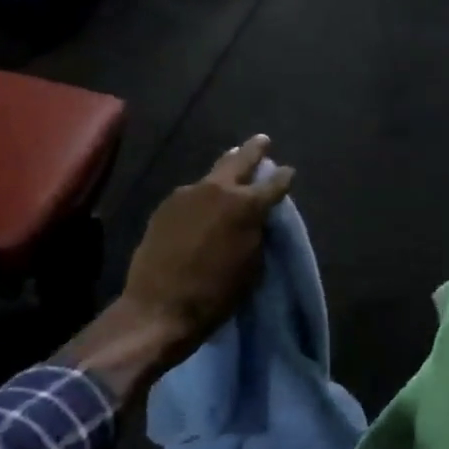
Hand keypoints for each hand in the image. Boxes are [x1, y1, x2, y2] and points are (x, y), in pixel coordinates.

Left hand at [57, 136, 293, 402]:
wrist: (159, 308)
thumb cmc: (216, 294)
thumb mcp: (252, 265)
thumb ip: (256, 233)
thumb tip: (255, 219)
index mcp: (246, 206)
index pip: (274, 184)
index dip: (284, 177)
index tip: (289, 172)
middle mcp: (218, 190)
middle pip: (241, 160)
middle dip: (254, 150)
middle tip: (262, 140)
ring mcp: (188, 193)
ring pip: (213, 174)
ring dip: (225, 169)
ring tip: (233, 160)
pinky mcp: (166, 205)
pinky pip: (191, 193)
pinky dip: (202, 194)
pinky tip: (203, 200)